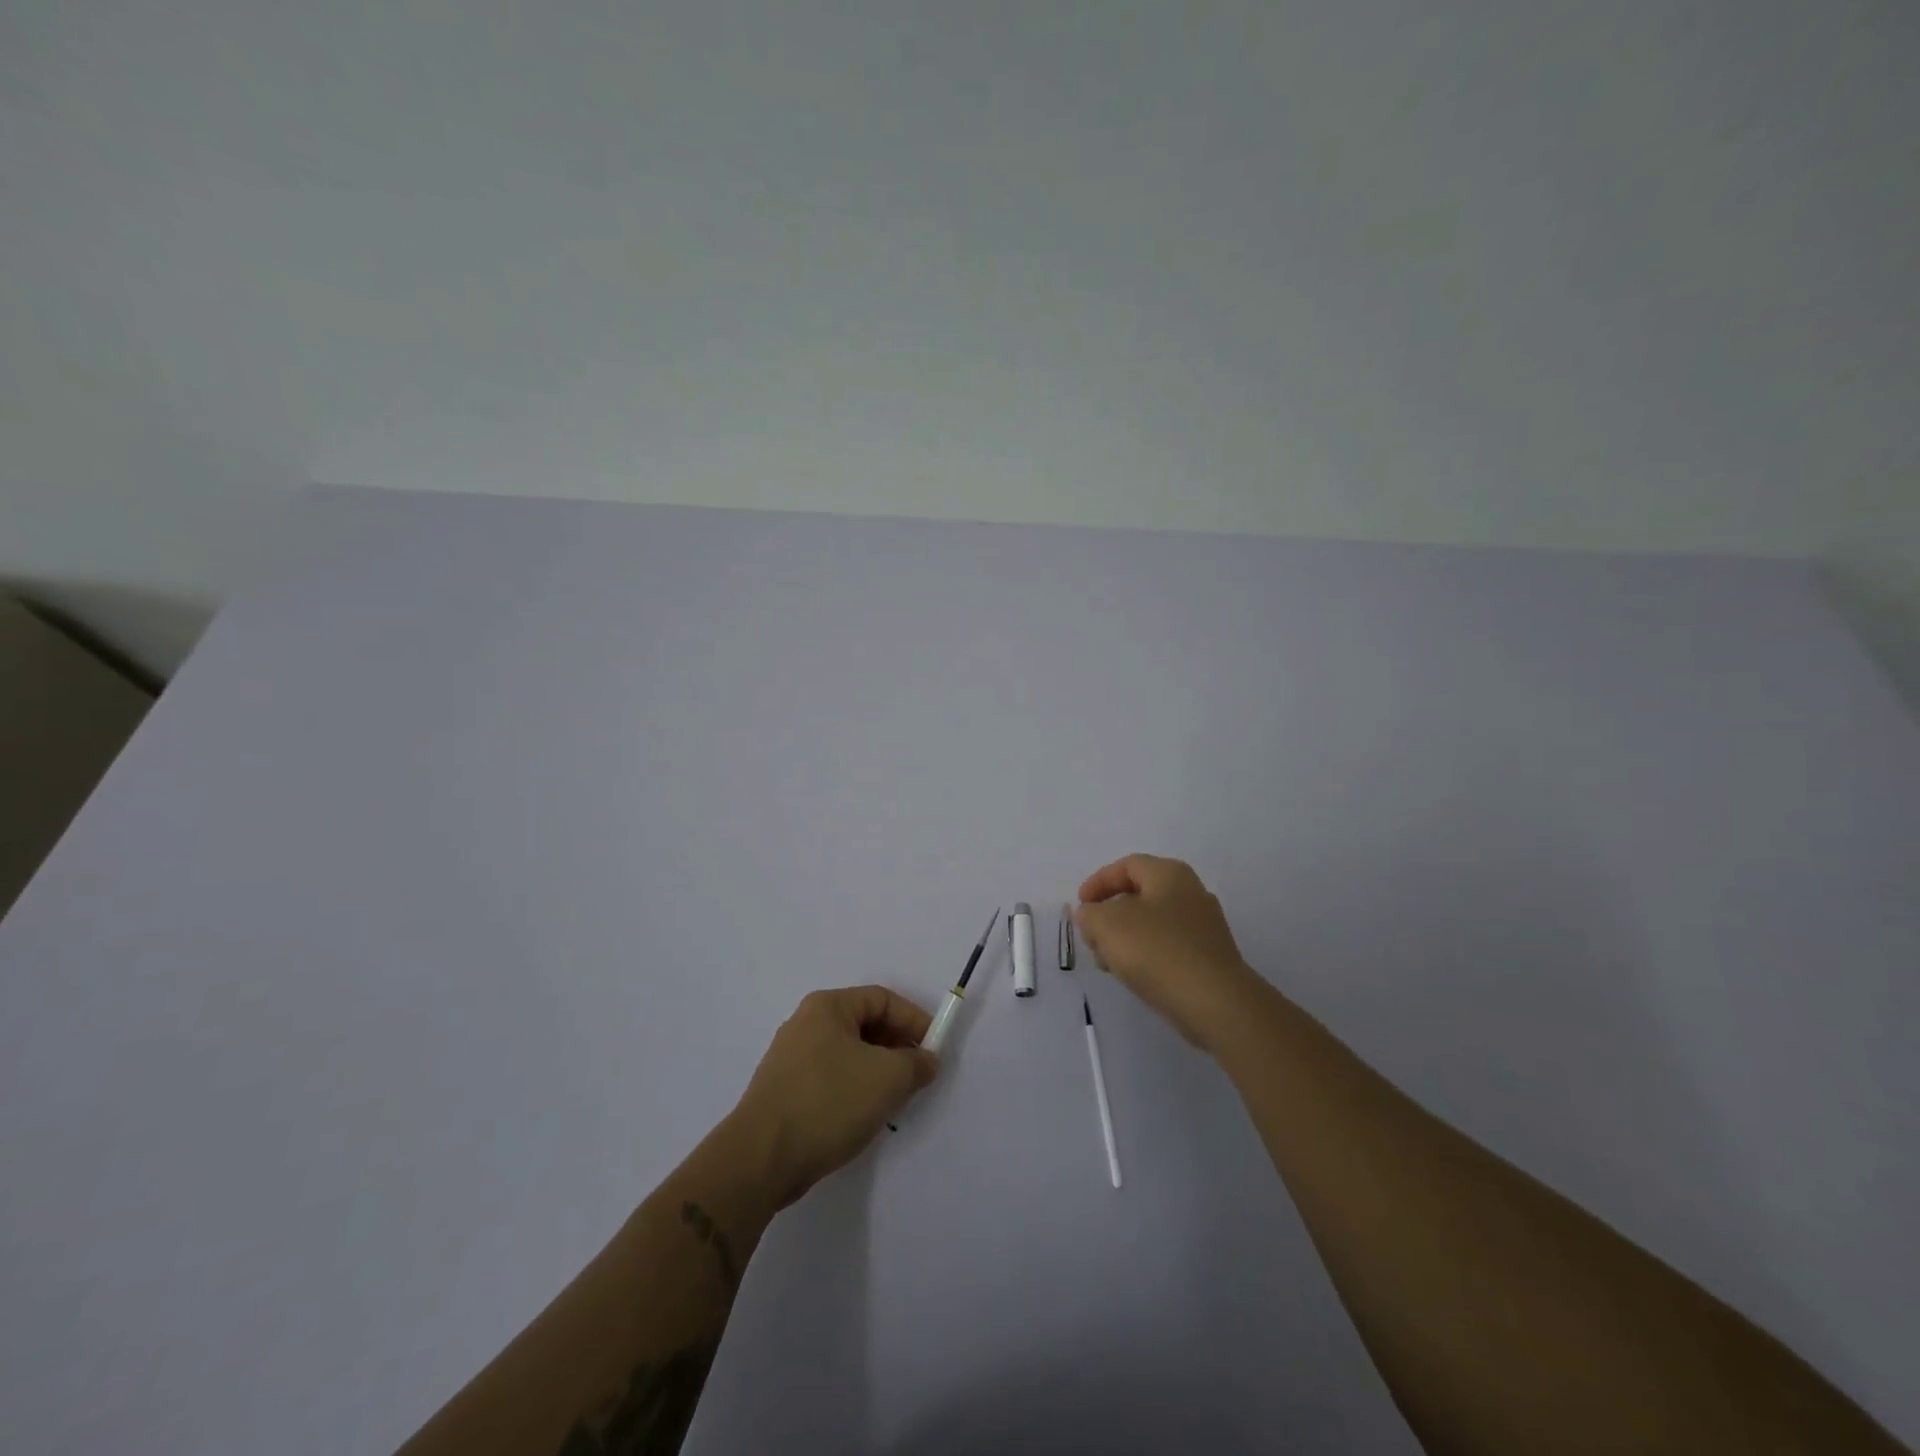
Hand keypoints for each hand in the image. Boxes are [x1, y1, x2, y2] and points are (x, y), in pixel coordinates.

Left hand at [731, 985, 939, 1207]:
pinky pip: (832, 1078)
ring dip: (877, 1071)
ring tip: (896, 1099)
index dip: (913, 1019)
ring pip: (849, 1054)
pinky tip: (865, 1116)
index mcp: (827, 1007)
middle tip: (918, 1075)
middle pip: (864, 1025)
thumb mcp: (887, 1078)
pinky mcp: (785, 1091)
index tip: (935, 1048)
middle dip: (897, 1047)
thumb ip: (915, 1063)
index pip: (882, 999)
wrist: (761, 1158)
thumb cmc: (829, 1102)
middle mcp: (806, 1024)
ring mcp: (791, 1059)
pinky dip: (855, 1089)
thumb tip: (927, 1060)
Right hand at [1075, 854, 1264, 1051]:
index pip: (1127, 866)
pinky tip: (1133, 976)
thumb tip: (1091, 915)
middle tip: (1092, 936)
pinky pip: (1168, 946)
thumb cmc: (1157, 951)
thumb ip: (1089, 914)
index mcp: (1170, 874)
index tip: (1080, 905)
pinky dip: (1146, 954)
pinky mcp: (1210, 957)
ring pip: (1153, 923)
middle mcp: (1192, 892)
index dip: (1098, 882)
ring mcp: (1205, 926)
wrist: (1215, 1003)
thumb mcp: (1106, 925)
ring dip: (1125, 938)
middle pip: (1140, 894)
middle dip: (1109, 914)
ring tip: (1107, 963)